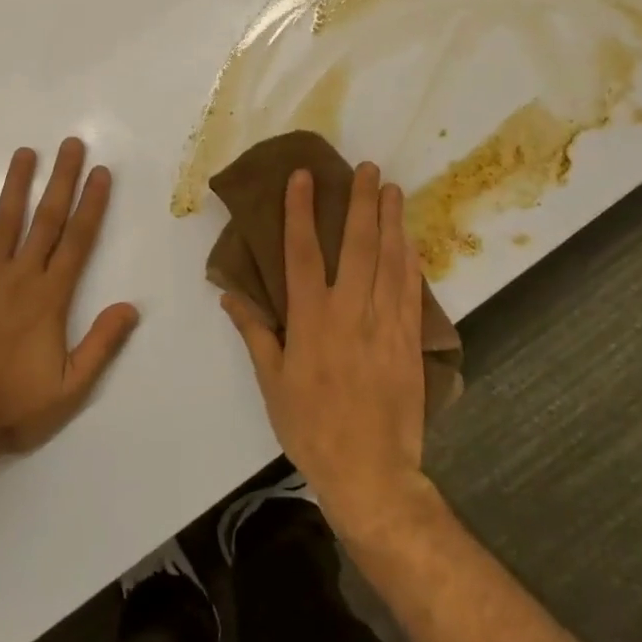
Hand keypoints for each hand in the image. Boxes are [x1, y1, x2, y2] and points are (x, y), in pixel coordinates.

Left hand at [0, 138, 139, 455]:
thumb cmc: (15, 407)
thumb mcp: (70, 387)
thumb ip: (101, 344)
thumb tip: (131, 306)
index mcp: (50, 297)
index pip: (78, 240)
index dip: (91, 204)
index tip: (100, 172)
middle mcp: (20, 278)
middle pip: (45, 220)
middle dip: (60, 180)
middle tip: (70, 144)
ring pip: (2, 223)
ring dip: (15, 186)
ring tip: (25, 153)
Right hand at [222, 162, 428, 534]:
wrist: (371, 473)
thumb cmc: (311, 427)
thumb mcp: (272, 382)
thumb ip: (255, 332)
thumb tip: (231, 295)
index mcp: (311, 320)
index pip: (304, 252)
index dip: (301, 211)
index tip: (304, 177)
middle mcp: (350, 312)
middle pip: (358, 245)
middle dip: (360, 202)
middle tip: (365, 168)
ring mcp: (385, 324)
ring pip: (390, 260)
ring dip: (391, 220)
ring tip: (391, 188)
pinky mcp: (409, 340)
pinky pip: (410, 289)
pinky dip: (410, 258)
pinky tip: (409, 238)